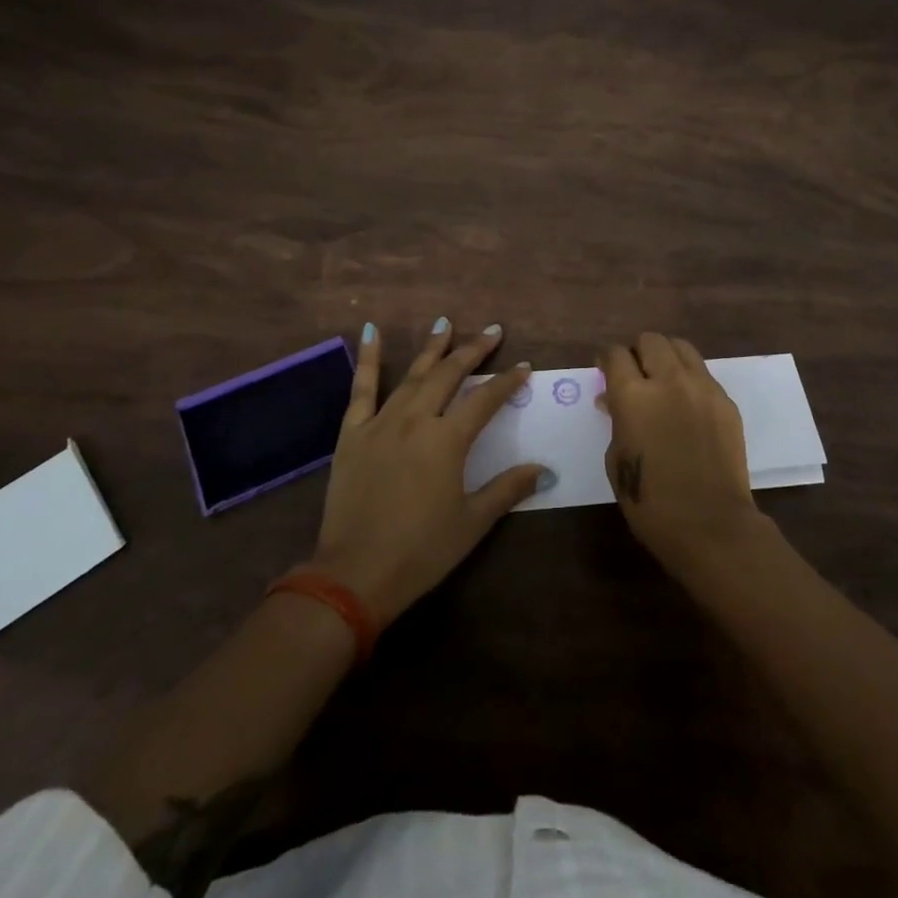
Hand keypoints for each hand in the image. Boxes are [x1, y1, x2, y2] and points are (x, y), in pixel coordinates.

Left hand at [311, 317, 545, 625]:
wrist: (355, 574)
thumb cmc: (421, 551)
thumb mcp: (472, 522)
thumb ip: (508, 489)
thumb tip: (544, 469)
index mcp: (448, 440)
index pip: (485, 399)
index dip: (507, 381)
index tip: (524, 365)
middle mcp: (416, 420)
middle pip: (449, 375)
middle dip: (473, 350)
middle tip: (492, 331)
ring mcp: (381, 422)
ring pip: (412, 375)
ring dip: (432, 348)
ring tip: (446, 322)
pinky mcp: (352, 433)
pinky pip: (361, 388)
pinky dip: (367, 358)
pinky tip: (370, 331)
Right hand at [598, 332, 767, 573]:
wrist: (710, 524)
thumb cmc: (650, 502)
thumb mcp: (616, 460)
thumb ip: (615, 420)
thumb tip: (613, 400)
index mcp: (633, 396)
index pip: (615, 354)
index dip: (607, 359)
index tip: (605, 370)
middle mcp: (668, 380)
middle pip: (650, 340)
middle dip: (638, 352)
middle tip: (635, 375)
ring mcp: (702, 388)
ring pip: (681, 348)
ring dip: (666, 357)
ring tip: (662, 379)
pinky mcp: (725, 401)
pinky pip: (703, 374)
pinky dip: (689, 379)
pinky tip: (686, 404)